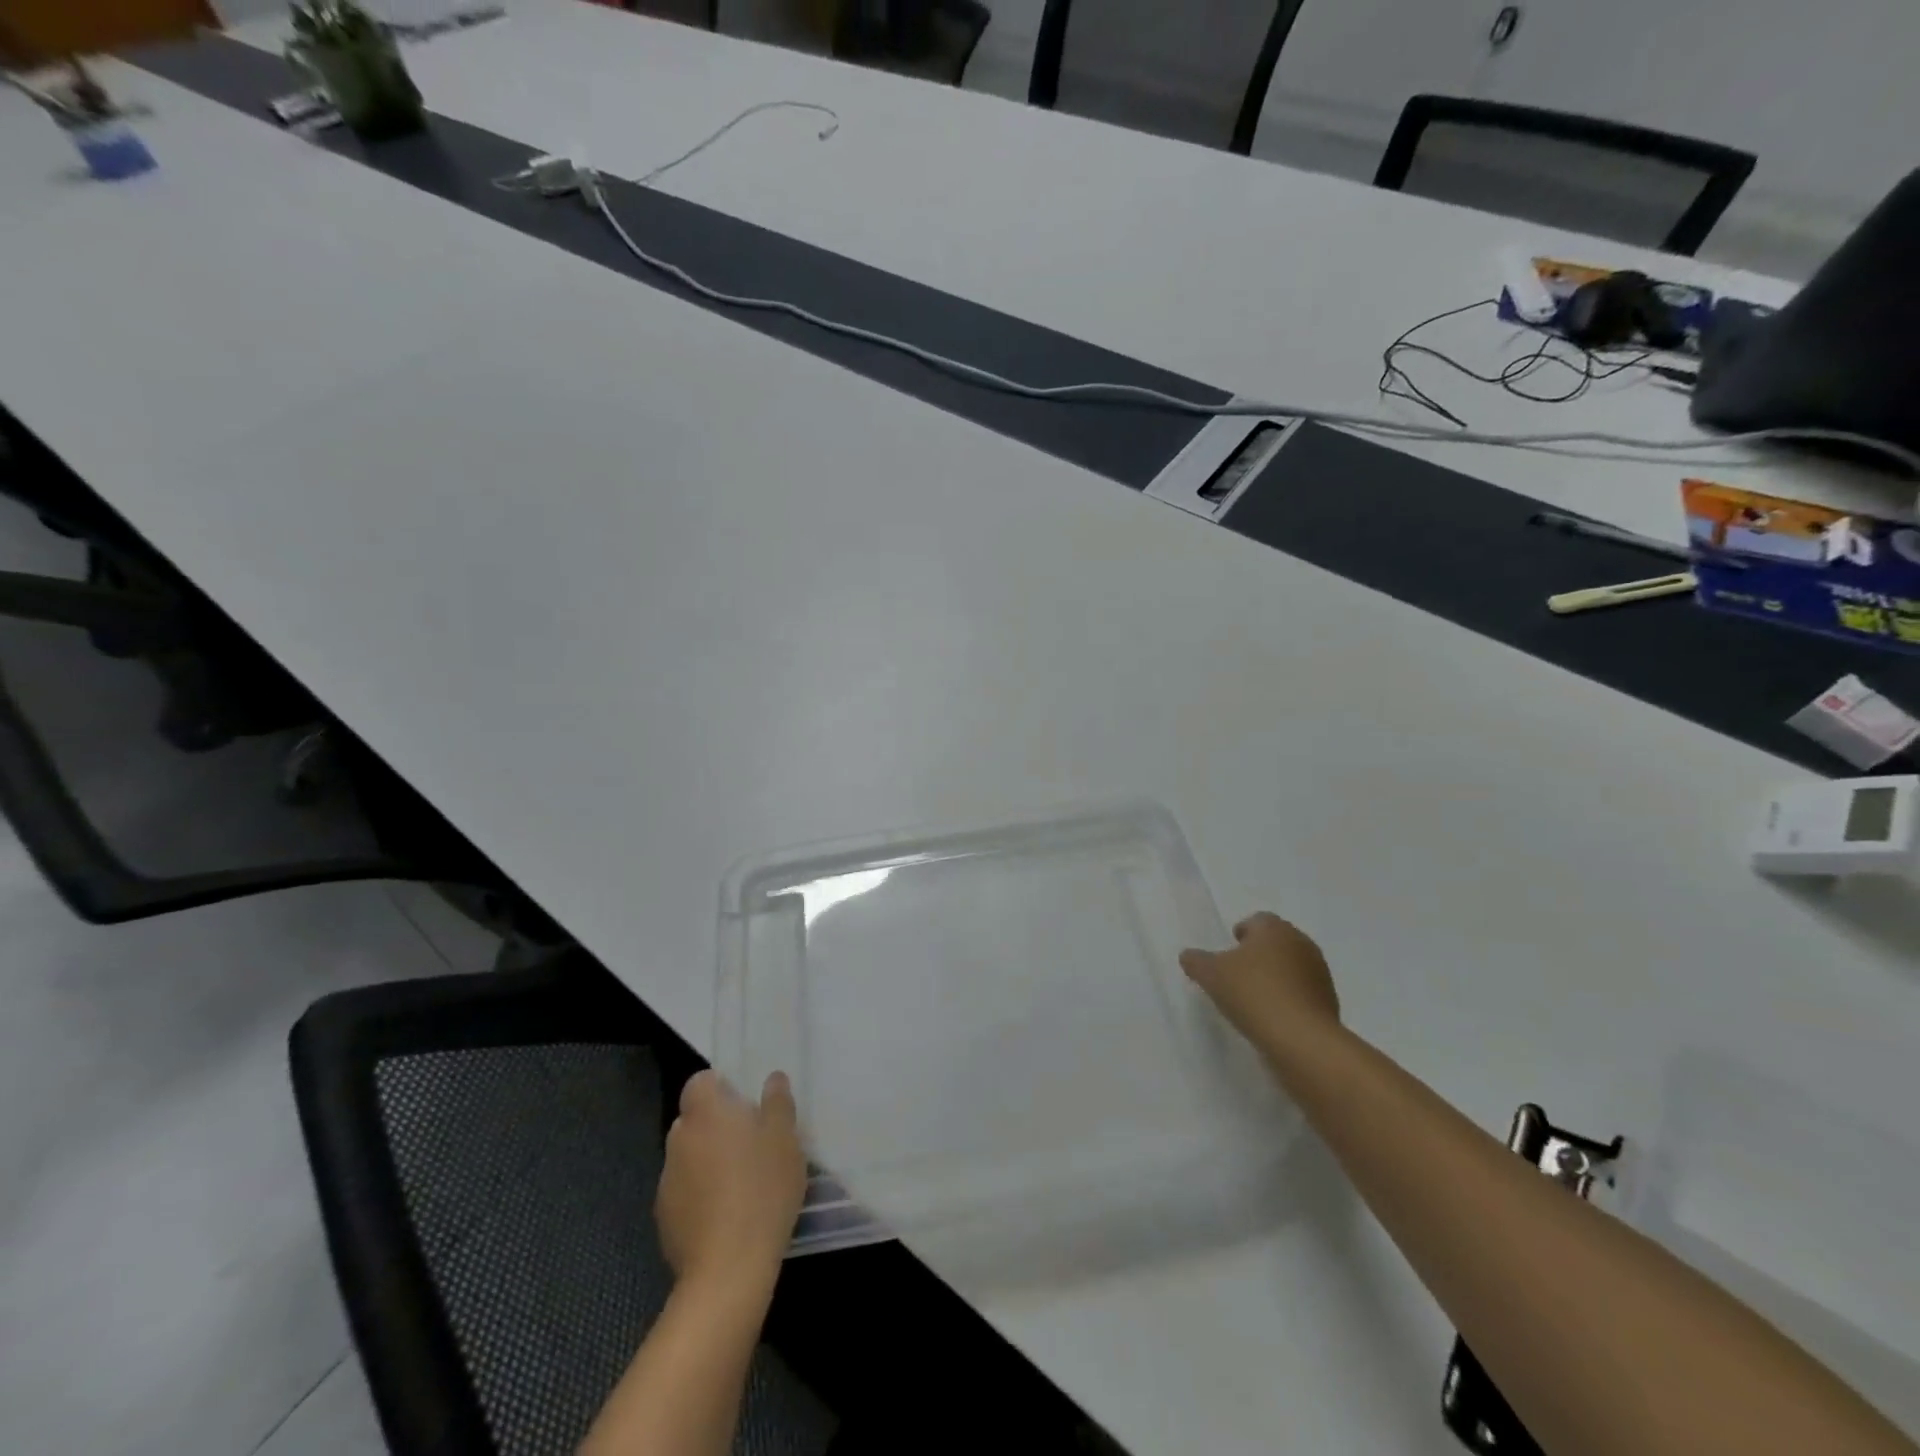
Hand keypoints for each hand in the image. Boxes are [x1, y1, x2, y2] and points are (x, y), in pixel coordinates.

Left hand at [656, 1069, 806, 1297]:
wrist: (728, 1268)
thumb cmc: (762, 1189)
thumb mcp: (785, 1139)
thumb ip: (778, 1103)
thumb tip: (773, 1078)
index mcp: (706, 1113)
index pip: (700, 1082)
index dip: (719, 1088)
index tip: (744, 1103)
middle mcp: (679, 1139)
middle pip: (693, 1119)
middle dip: (715, 1125)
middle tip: (750, 1141)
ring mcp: (666, 1181)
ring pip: (688, 1156)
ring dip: (706, 1160)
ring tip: (740, 1181)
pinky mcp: (664, 1218)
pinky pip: (683, 1191)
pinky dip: (699, 1194)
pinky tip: (725, 1213)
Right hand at [1180, 911, 1339, 1054]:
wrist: (1301, 1040)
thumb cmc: (1252, 993)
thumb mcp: (1211, 975)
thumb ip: (1196, 961)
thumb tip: (1188, 955)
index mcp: (1274, 928)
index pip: (1257, 920)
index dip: (1241, 933)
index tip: (1228, 952)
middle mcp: (1301, 943)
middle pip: (1276, 942)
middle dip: (1259, 954)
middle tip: (1238, 974)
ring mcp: (1320, 973)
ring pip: (1292, 967)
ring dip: (1276, 977)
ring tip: (1254, 998)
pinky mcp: (1330, 1002)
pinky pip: (1303, 993)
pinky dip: (1289, 999)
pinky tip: (1273, 1016)